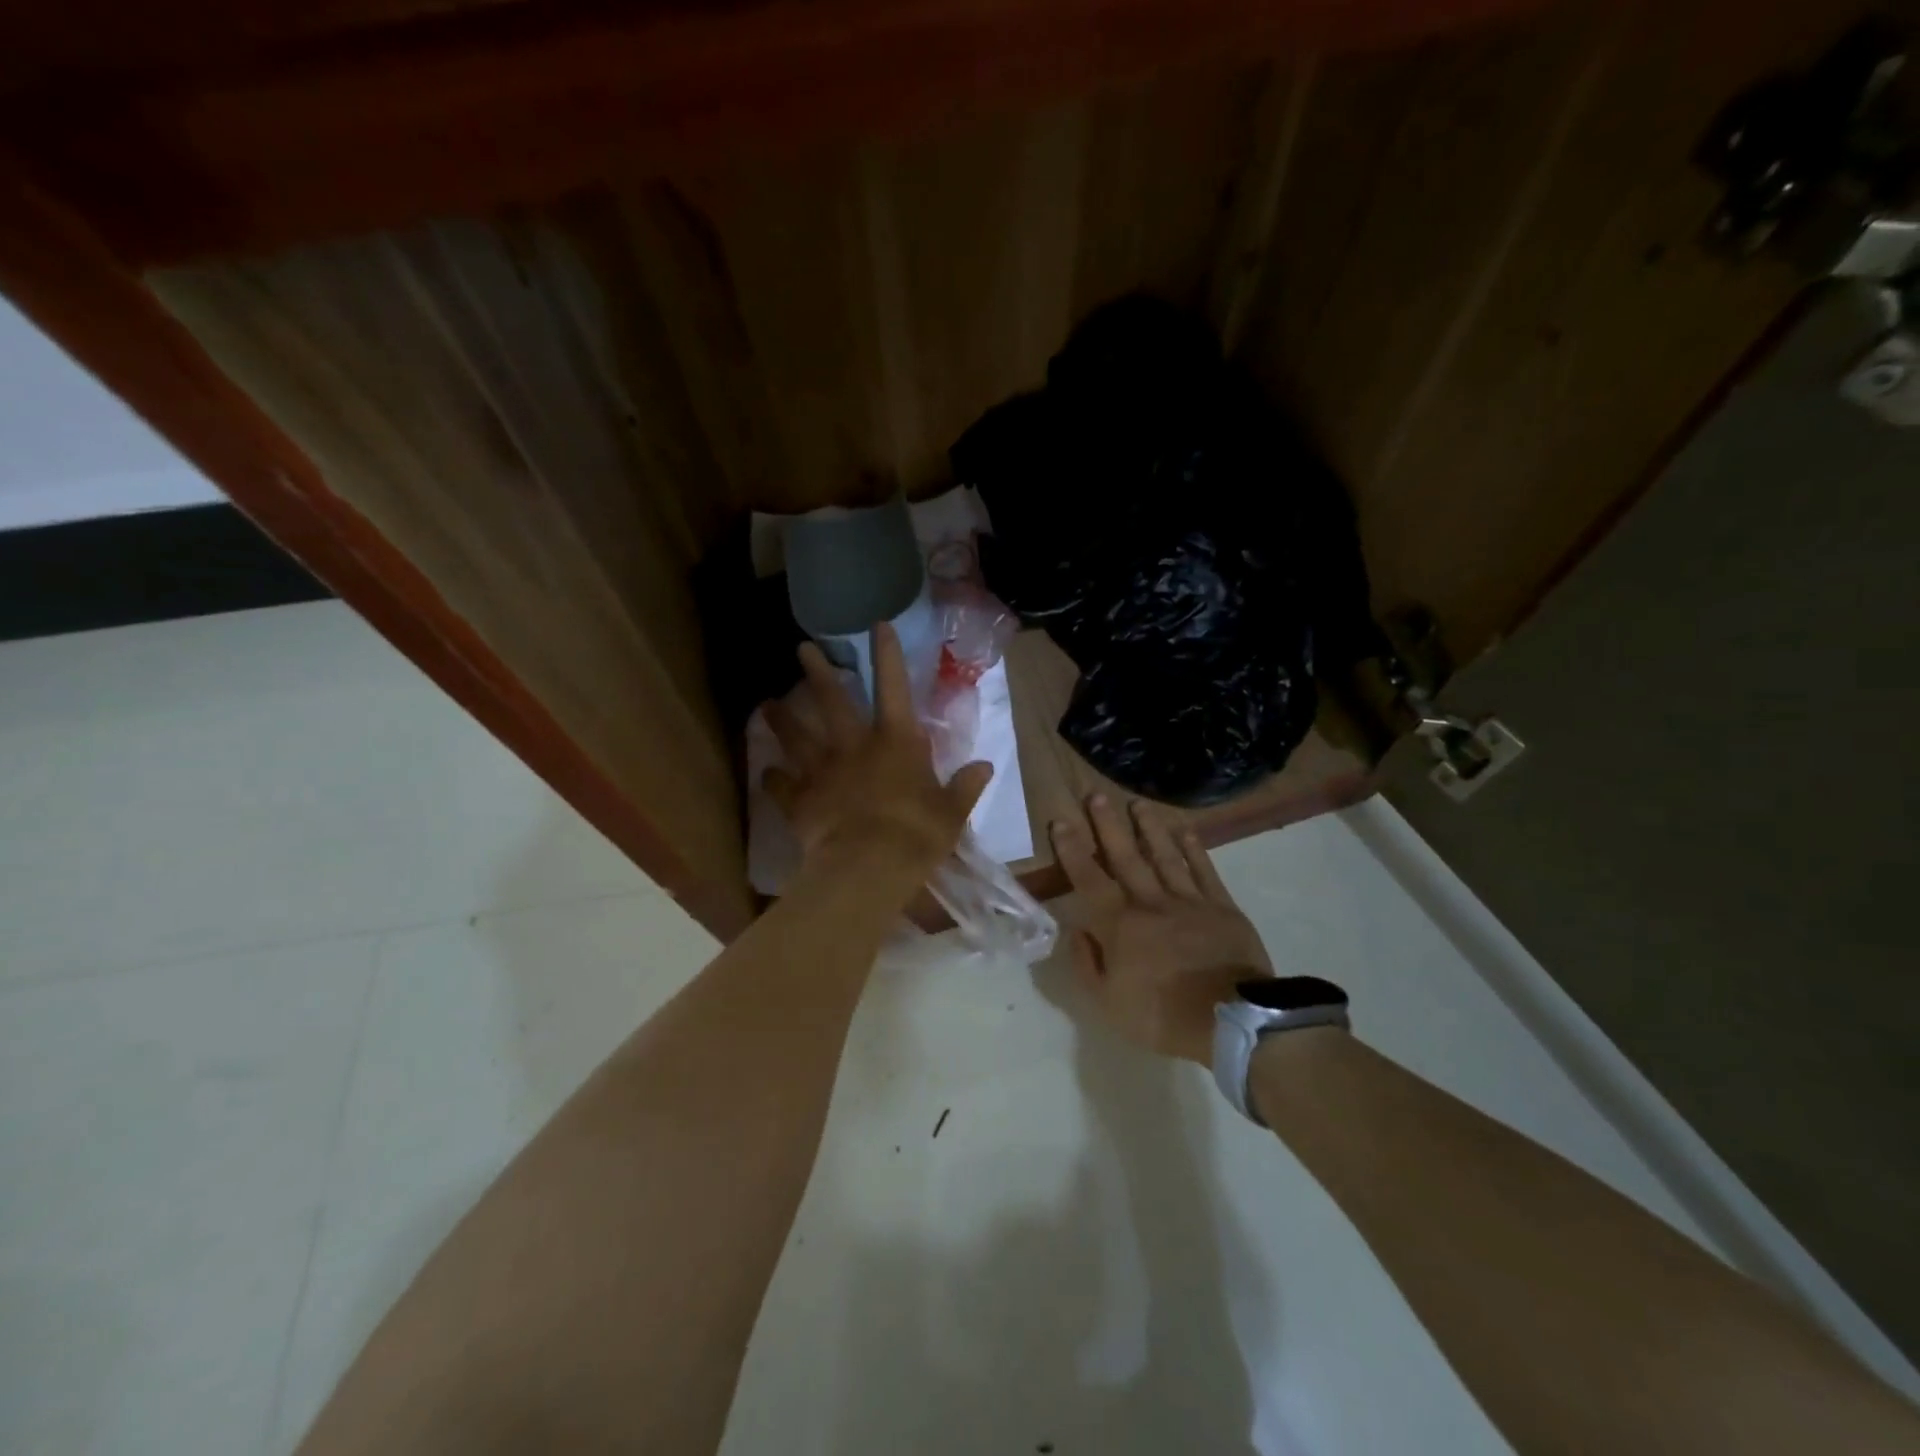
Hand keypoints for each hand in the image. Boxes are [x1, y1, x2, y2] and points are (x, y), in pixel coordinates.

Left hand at [764, 622, 992, 882]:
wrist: (868, 868)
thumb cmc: (917, 835)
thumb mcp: (952, 812)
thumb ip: (966, 786)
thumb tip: (985, 766)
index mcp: (896, 742)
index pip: (894, 688)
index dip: (887, 655)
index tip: (877, 625)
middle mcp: (855, 747)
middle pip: (832, 701)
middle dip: (818, 671)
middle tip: (802, 648)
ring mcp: (823, 771)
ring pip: (797, 736)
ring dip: (781, 719)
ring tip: (766, 704)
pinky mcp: (800, 800)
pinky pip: (781, 786)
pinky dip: (773, 779)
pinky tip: (765, 773)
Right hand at [1052, 793, 1271, 1064]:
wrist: (1231, 1021)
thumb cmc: (1162, 1015)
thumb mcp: (1108, 1004)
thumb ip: (1088, 964)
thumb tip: (1077, 931)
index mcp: (1119, 925)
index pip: (1089, 879)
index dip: (1073, 850)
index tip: (1061, 822)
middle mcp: (1150, 902)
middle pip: (1125, 856)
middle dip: (1108, 825)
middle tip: (1096, 795)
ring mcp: (1188, 901)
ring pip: (1164, 856)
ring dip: (1149, 828)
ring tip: (1137, 803)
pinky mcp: (1221, 907)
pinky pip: (1204, 871)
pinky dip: (1194, 849)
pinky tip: (1185, 830)